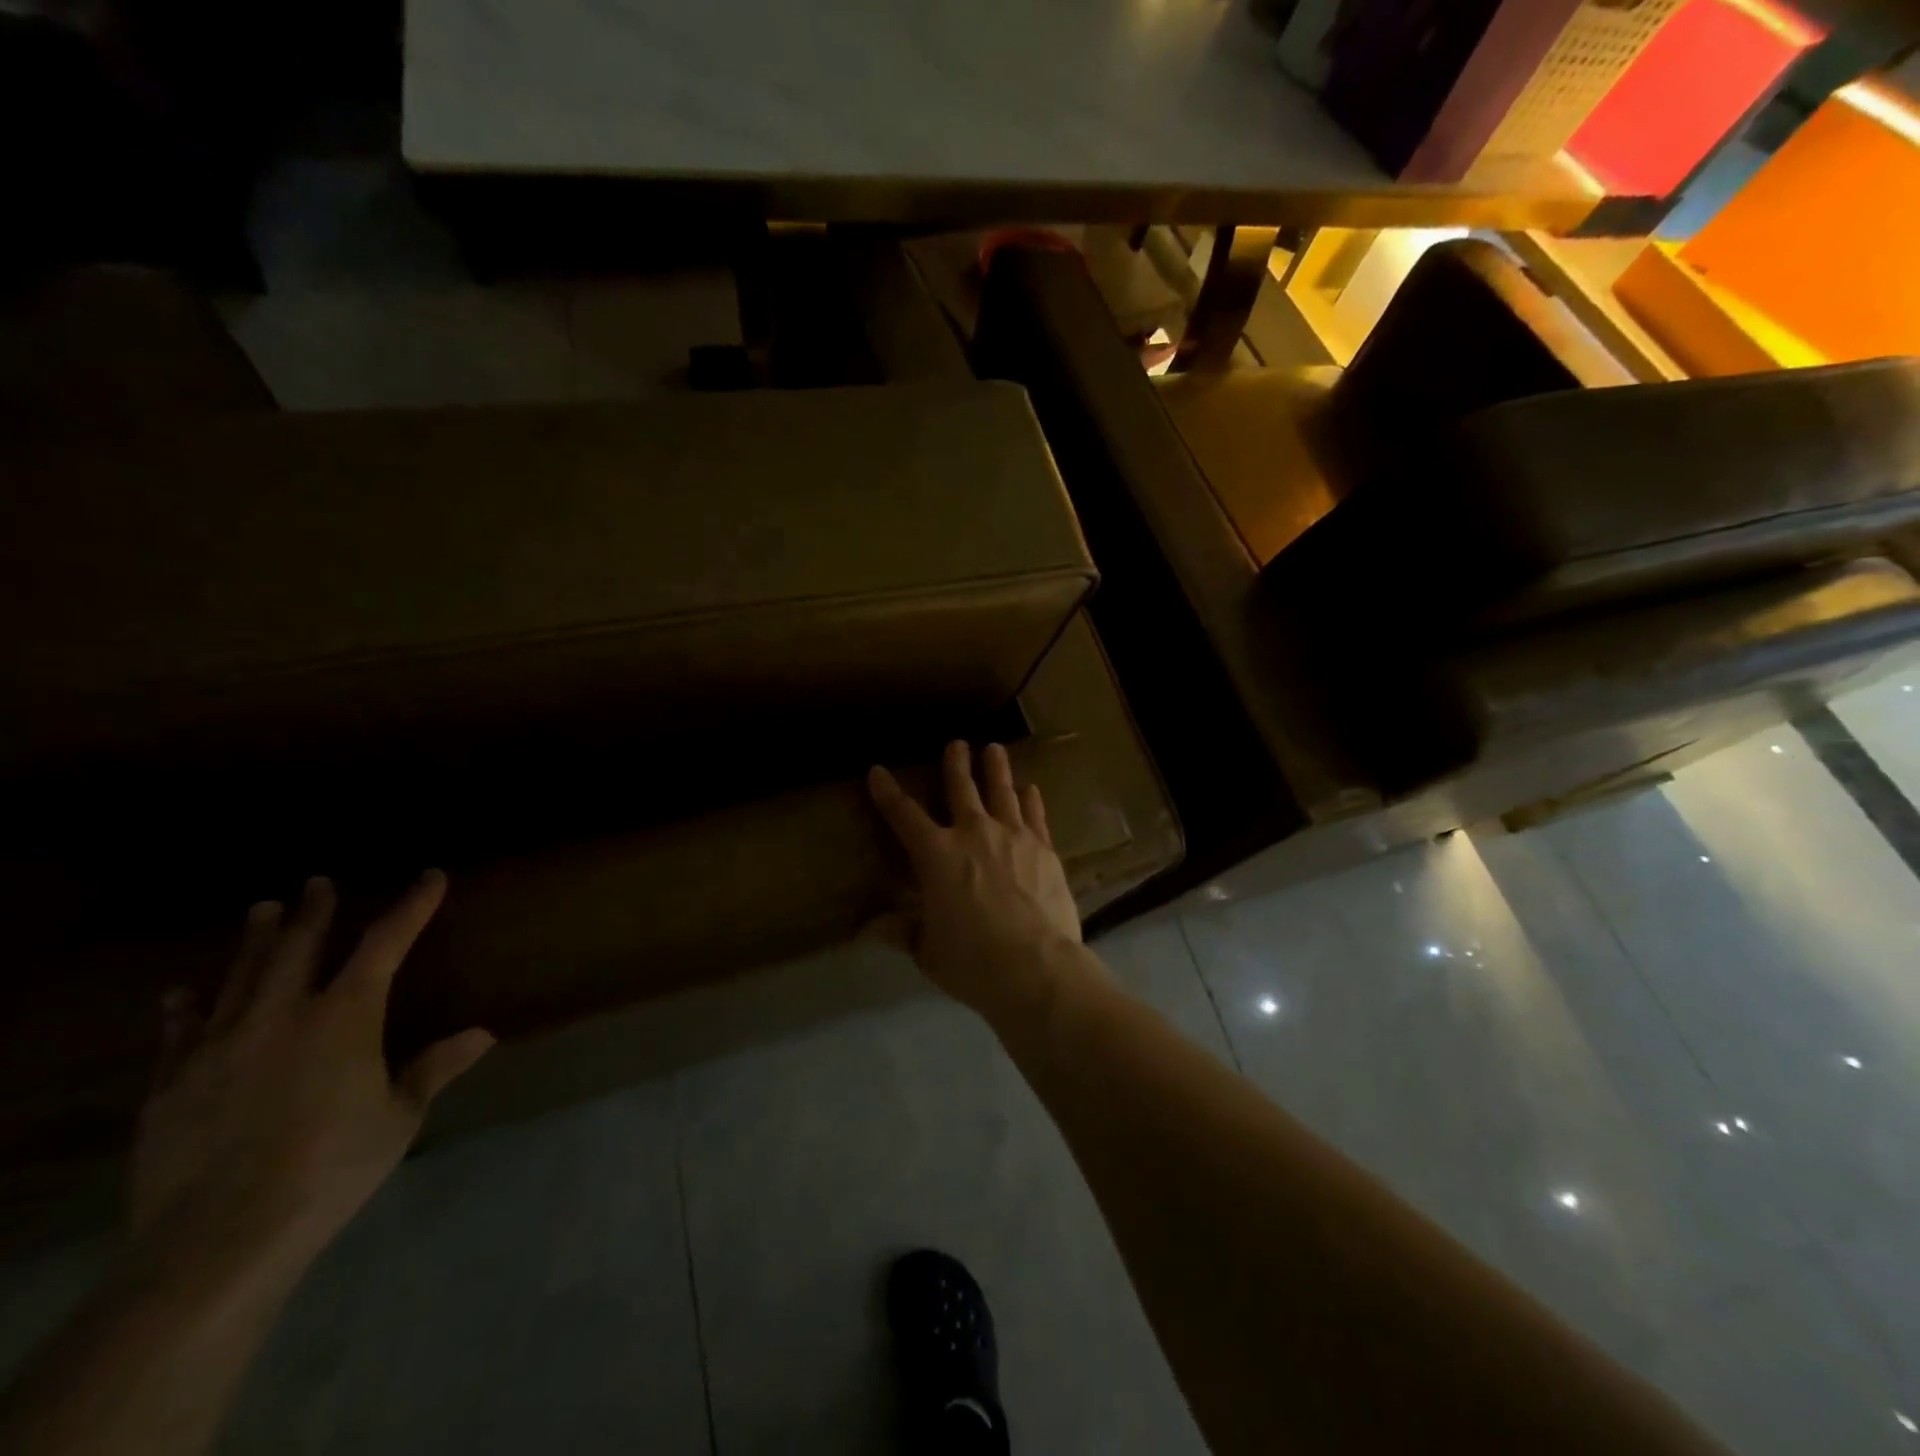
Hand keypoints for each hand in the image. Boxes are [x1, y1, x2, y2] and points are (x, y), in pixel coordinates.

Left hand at [127, 873, 493, 1294]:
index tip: (430, 877)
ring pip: (238, 978)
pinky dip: (184, 1008)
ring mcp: (219, 1047)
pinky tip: (181, 993)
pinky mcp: (171, 1085)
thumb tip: (483, 1034)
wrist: (219, 1239)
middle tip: (317, 882)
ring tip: (260, 909)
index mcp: (344, 1017)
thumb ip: (434, 1068)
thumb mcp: (399, 1117)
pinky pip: (179, 1034)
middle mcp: (281, 1016)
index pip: (385, 944)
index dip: (411, 907)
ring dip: (253, 941)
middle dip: (313, 912)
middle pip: (299, 948)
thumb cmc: (331, 1167)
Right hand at [867, 741, 1086, 1021]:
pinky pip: (1035, 815)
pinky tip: (1031, 789)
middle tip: (956, 743)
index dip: (887, 792)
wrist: (1035, 967)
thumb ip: (901, 931)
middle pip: (961, 789)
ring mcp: (1013, 837)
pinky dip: (1031, 800)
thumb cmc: (972, 961)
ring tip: (994, 748)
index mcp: (936, 855)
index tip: (877, 770)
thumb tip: (867, 928)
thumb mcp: (927, 950)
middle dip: (956, 763)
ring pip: (1002, 792)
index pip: (903, 816)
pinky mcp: (1044, 849)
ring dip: (996, 768)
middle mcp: (973, 834)